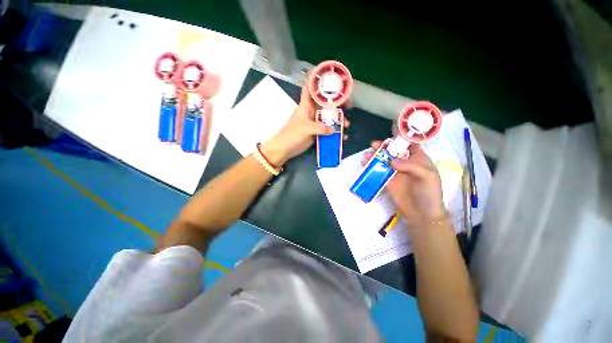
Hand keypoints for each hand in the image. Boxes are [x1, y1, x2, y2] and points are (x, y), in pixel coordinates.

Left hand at [262, 79, 349, 164]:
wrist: (285, 149)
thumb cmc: (292, 135)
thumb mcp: (306, 129)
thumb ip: (320, 128)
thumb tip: (333, 129)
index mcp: (306, 105)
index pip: (310, 87)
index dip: (316, 79)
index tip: (328, 74)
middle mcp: (311, 111)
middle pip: (325, 103)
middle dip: (337, 103)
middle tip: (349, 106)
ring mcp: (314, 122)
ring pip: (328, 117)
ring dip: (338, 120)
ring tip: (347, 125)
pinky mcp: (316, 132)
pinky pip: (327, 130)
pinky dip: (335, 132)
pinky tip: (342, 136)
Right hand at [364, 141, 446, 228]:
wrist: (422, 213)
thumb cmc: (429, 193)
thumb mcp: (427, 176)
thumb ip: (411, 166)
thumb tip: (391, 161)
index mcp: (418, 159)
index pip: (410, 145)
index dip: (401, 138)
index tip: (390, 133)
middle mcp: (406, 163)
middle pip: (393, 151)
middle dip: (383, 147)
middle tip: (373, 145)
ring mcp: (395, 172)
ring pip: (384, 160)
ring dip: (375, 156)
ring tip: (367, 155)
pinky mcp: (388, 181)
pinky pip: (379, 171)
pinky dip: (371, 167)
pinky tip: (365, 165)